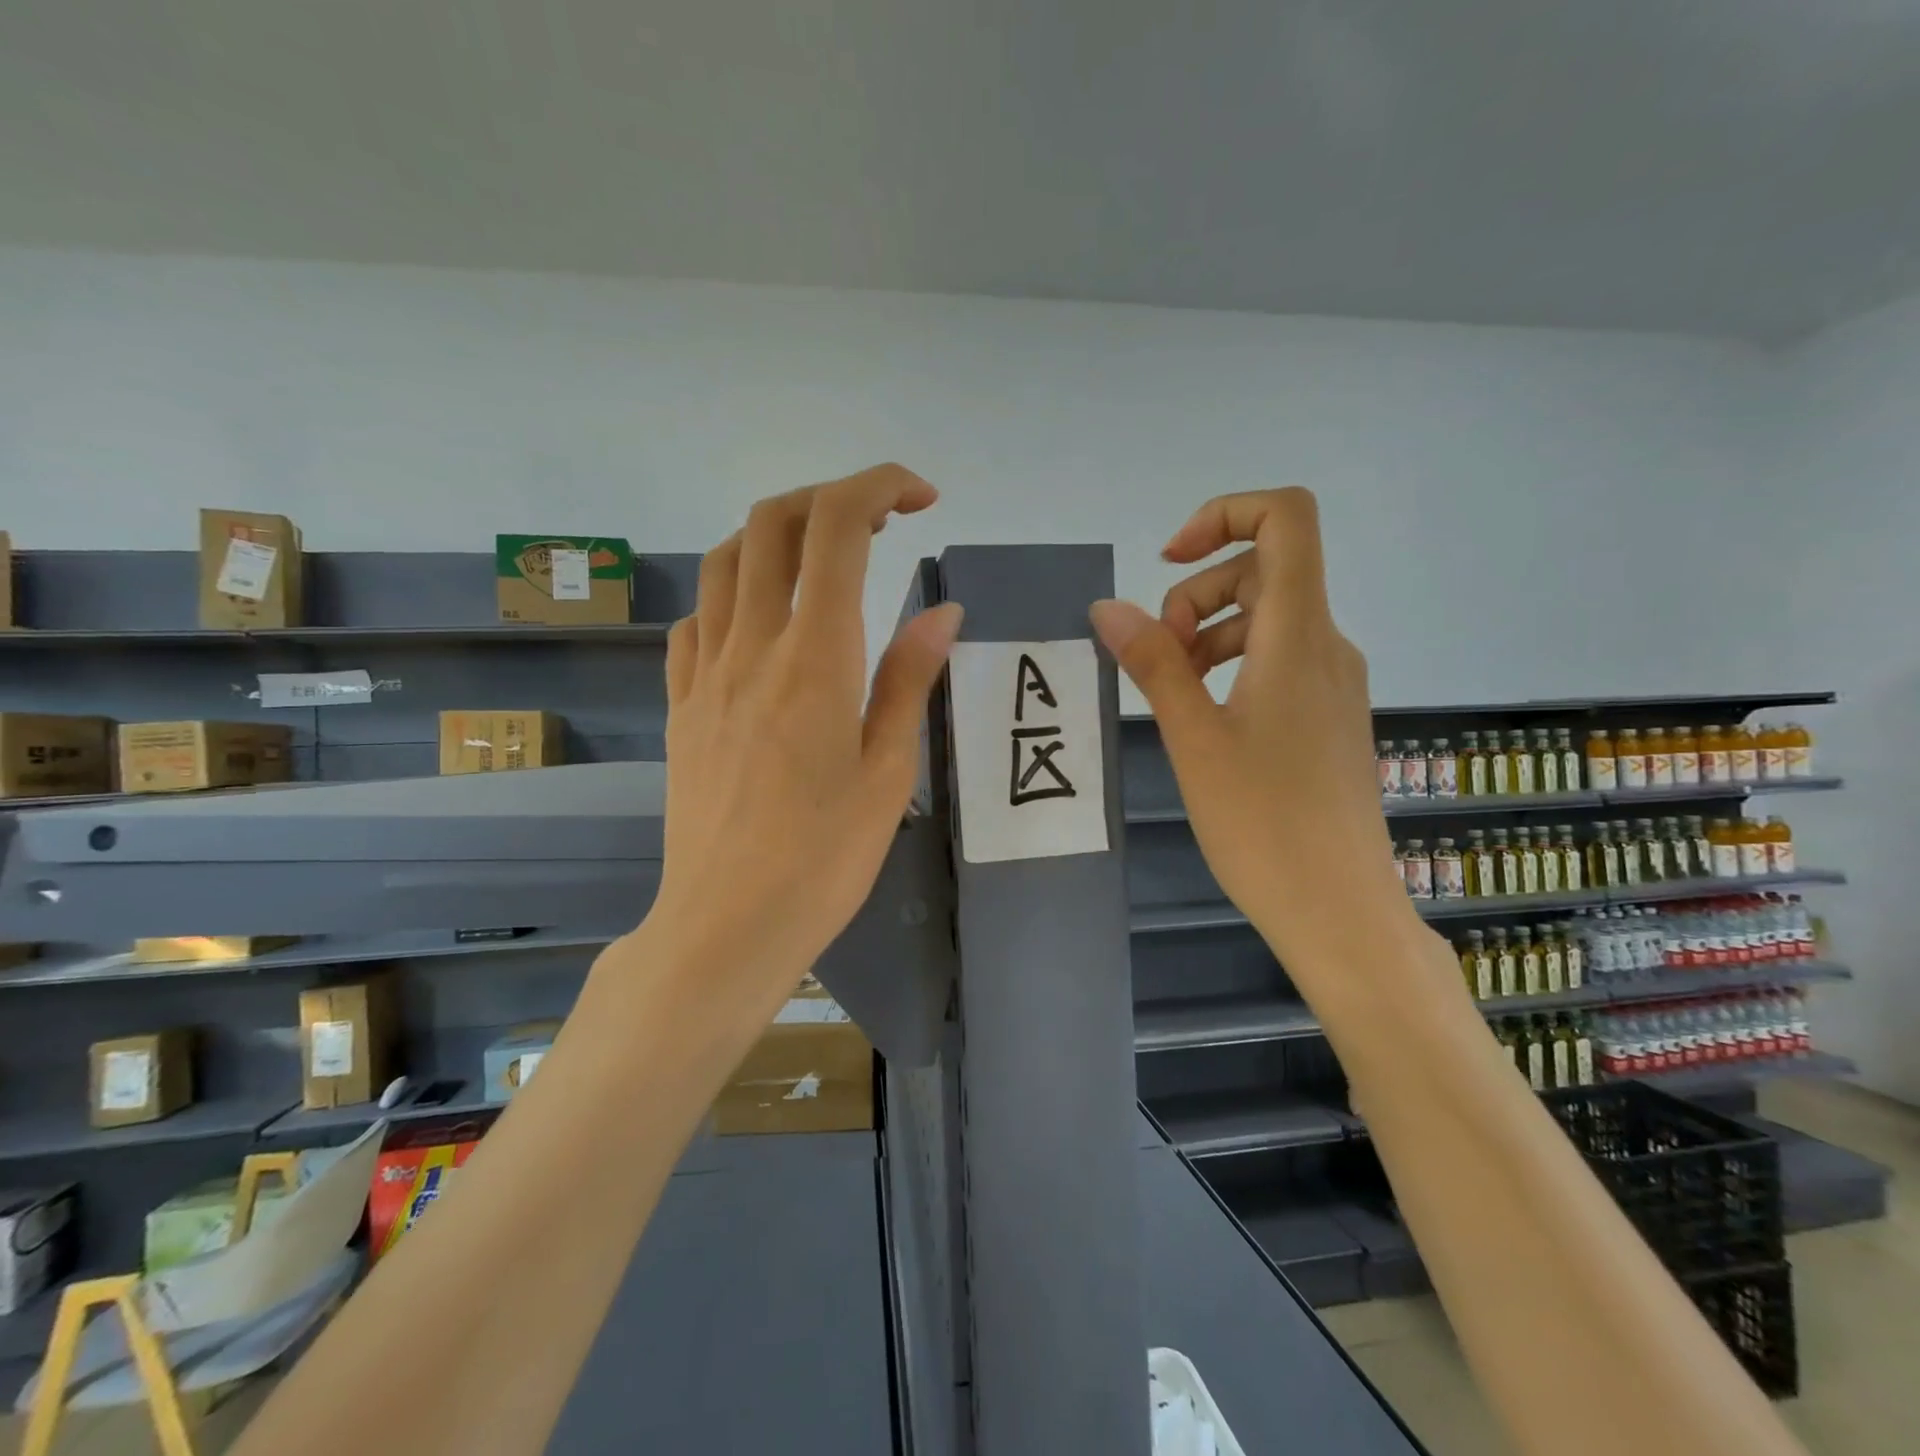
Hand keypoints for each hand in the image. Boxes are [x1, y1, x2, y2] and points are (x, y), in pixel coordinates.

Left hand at [644, 464, 962, 1006]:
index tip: (920, 498)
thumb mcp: (888, 772)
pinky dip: (734, 592)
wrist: (726, 923)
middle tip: (880, 523)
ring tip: (822, 561)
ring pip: (725, 559)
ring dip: (776, 535)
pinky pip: (698, 618)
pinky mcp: (680, 703)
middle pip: (772, 521)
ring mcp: (704, 672)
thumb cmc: (824, 858)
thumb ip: (908, 679)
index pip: (836, 528)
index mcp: (814, 659)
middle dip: (830, 496)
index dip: (878, 486)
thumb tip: (939, 610)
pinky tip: (763, 625)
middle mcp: (751, 646)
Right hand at [1089, 488, 1412, 984]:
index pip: (1286, 519)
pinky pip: (1277, 660)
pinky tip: (1203, 717)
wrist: (1338, 909)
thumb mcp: (1194, 737)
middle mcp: (1326, 644)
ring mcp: (1332, 682)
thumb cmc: (1263, 823)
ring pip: (1266, 619)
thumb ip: (1153, 663)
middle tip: (1159, 656)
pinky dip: (1231, 666)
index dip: (1224, 514)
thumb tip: (1109, 607)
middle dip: (1196, 594)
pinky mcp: (1327, 716)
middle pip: (1263, 570)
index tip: (1168, 561)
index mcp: (1299, 635)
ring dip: (1208, 633)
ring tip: (1172, 691)